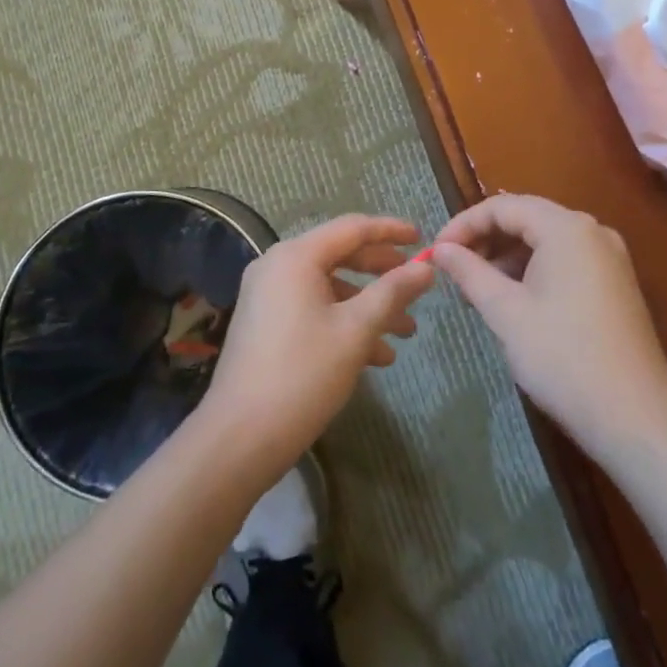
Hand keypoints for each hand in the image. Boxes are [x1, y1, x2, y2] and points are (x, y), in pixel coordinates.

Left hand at [201, 214, 435, 475]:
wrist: (239, 437)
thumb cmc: (303, 375)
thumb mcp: (356, 331)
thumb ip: (392, 292)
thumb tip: (426, 268)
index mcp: (296, 257)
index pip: (352, 228)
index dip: (390, 231)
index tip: (421, 239)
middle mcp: (277, 265)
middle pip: (340, 255)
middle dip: (382, 273)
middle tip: (416, 285)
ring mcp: (267, 295)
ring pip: (329, 287)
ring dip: (367, 305)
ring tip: (405, 332)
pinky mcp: (265, 322)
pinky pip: (312, 308)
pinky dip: (343, 322)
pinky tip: (376, 356)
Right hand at [432, 194, 666, 461]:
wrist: (637, 421)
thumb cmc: (563, 357)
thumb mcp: (505, 312)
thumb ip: (469, 272)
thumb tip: (440, 249)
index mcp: (566, 228)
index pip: (502, 206)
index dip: (463, 225)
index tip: (436, 252)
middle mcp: (592, 231)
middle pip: (526, 218)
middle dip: (485, 239)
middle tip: (453, 269)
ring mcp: (609, 258)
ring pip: (545, 240)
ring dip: (508, 256)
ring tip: (478, 289)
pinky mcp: (616, 285)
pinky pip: (565, 260)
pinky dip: (533, 270)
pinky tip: (514, 300)